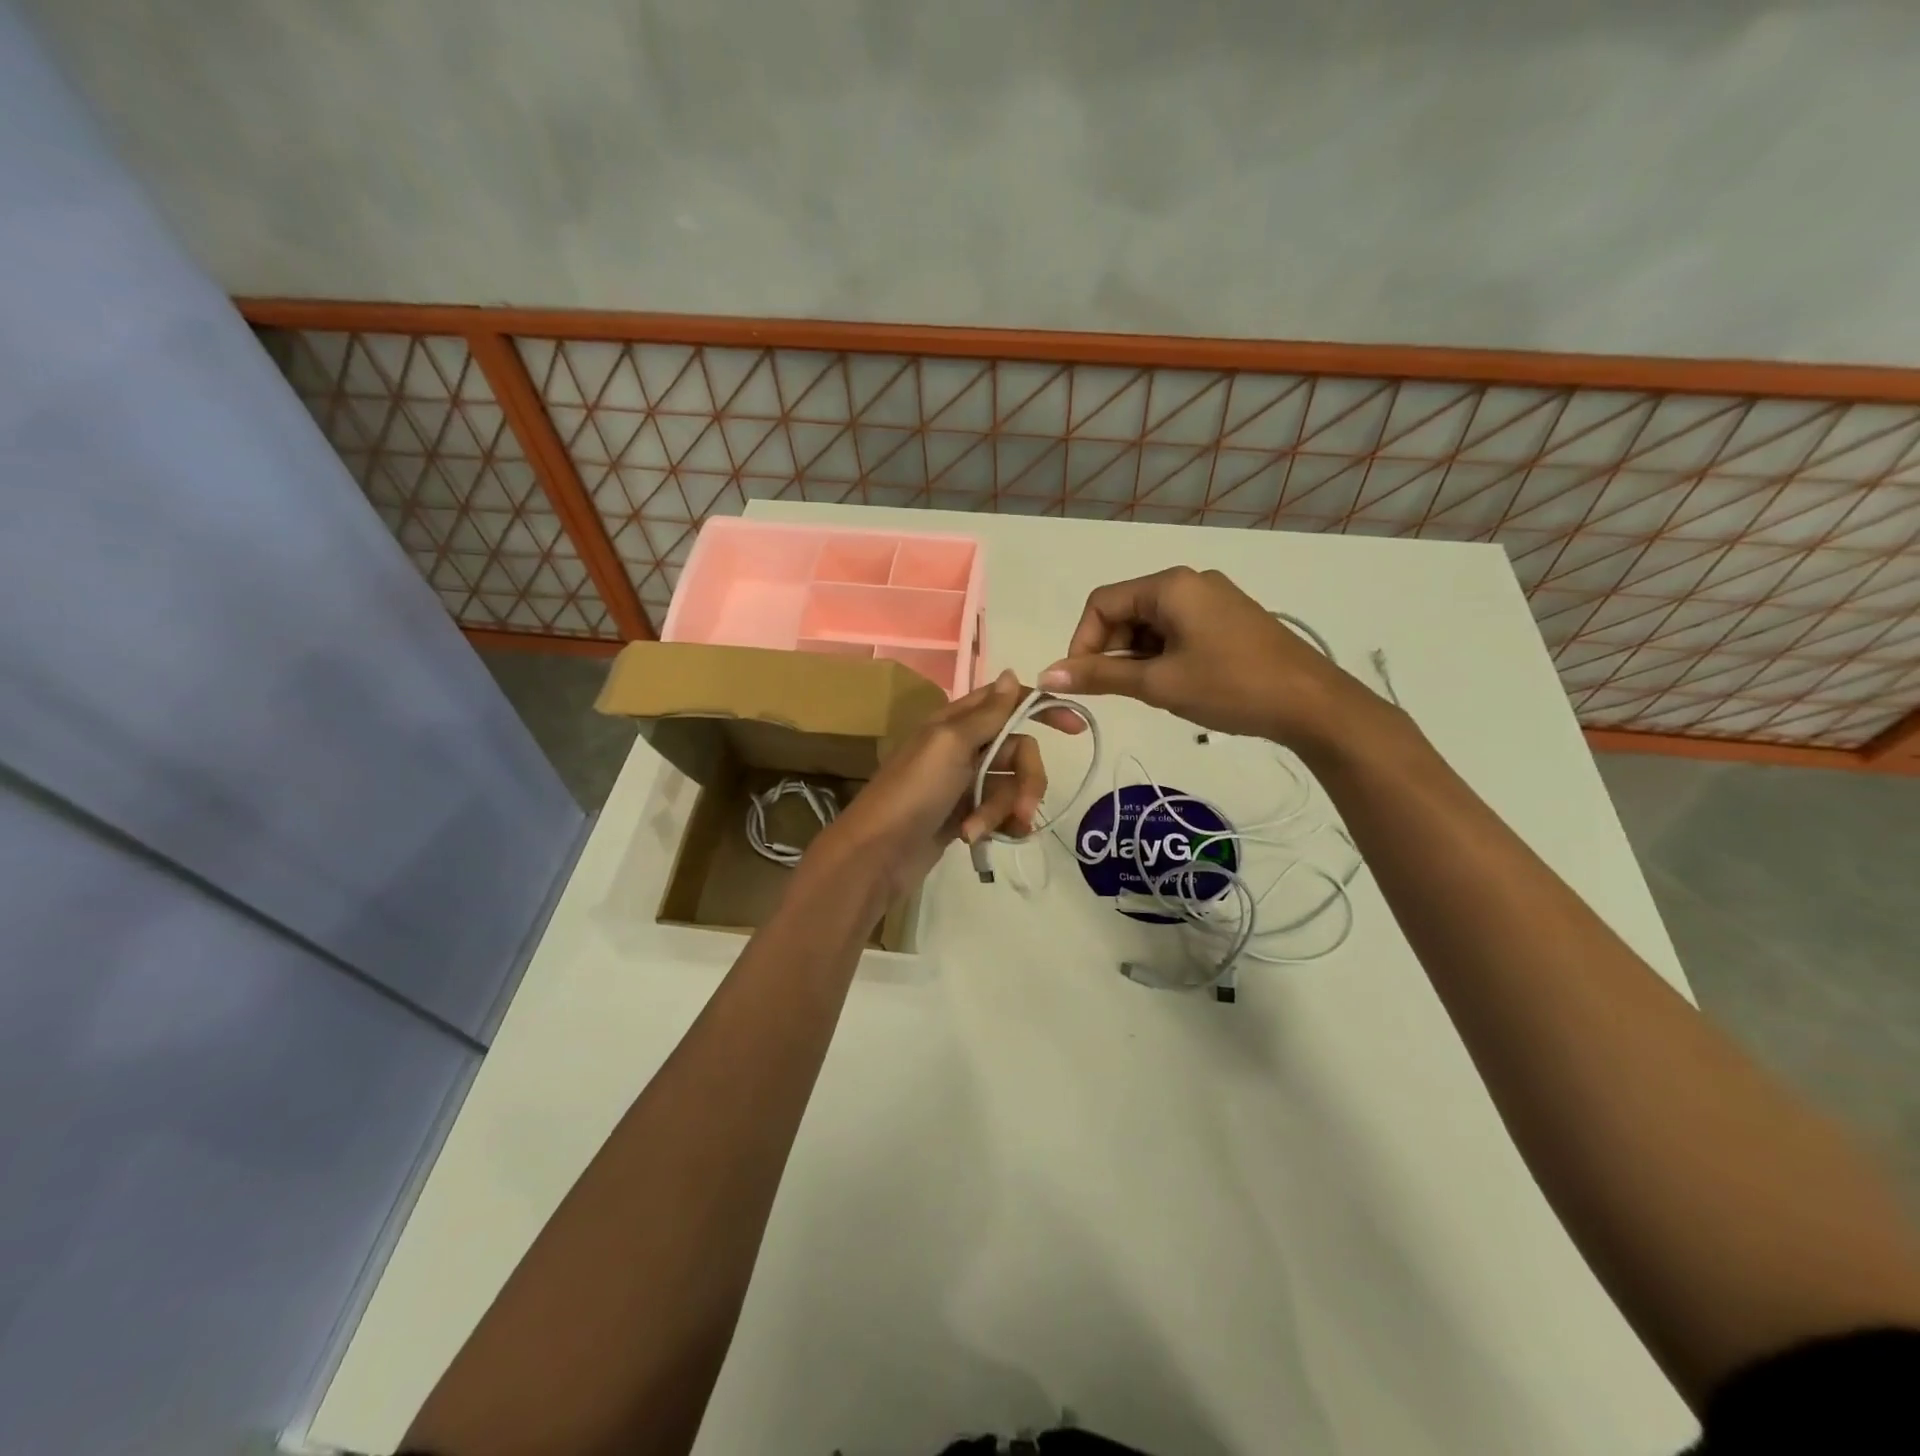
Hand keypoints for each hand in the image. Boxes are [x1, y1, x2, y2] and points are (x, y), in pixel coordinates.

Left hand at [811, 670, 1085, 896]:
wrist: (876, 854)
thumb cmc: (912, 792)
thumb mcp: (950, 744)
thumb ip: (987, 713)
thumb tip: (1014, 673)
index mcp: (956, 722)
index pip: (1008, 702)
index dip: (1042, 709)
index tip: (1074, 727)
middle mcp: (962, 747)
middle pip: (1018, 752)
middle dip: (1026, 782)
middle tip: (1025, 810)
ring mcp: (963, 783)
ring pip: (1010, 787)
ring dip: (1004, 811)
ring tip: (978, 831)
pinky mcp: (964, 815)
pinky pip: (999, 813)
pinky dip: (998, 826)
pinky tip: (985, 840)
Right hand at [1038, 566, 1371, 749]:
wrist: (1311, 704)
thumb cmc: (1230, 686)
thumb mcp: (1158, 683)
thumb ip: (1100, 677)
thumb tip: (1046, 677)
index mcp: (1170, 585)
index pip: (1102, 603)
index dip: (1082, 642)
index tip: (1081, 682)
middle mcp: (1189, 582)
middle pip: (1126, 611)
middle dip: (1111, 651)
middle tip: (1116, 692)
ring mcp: (1213, 599)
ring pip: (1151, 625)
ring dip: (1137, 658)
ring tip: (1150, 693)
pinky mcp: (1229, 620)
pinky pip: (1177, 631)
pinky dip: (1162, 656)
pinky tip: (1175, 685)